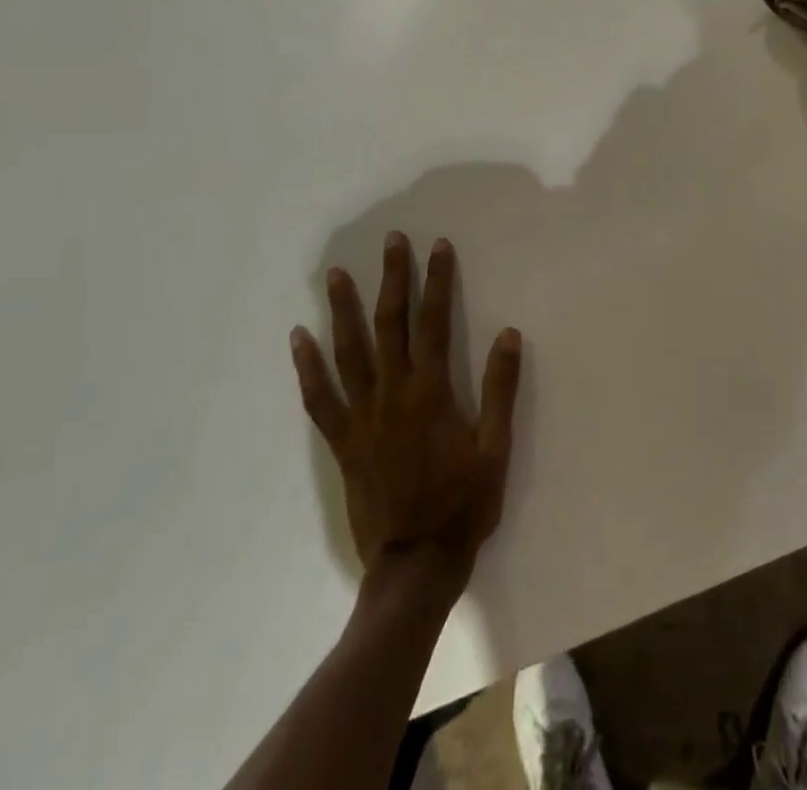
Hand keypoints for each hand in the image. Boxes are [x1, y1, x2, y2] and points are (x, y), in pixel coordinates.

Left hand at [290, 233, 521, 592]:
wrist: (416, 563)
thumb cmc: (463, 504)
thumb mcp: (495, 448)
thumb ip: (500, 390)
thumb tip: (508, 334)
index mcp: (430, 392)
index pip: (434, 322)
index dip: (437, 281)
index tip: (438, 246)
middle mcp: (392, 394)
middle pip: (389, 324)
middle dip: (392, 279)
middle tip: (390, 242)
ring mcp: (362, 416)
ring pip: (349, 352)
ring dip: (343, 310)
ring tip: (335, 275)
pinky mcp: (342, 441)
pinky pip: (320, 398)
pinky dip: (308, 367)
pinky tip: (298, 339)